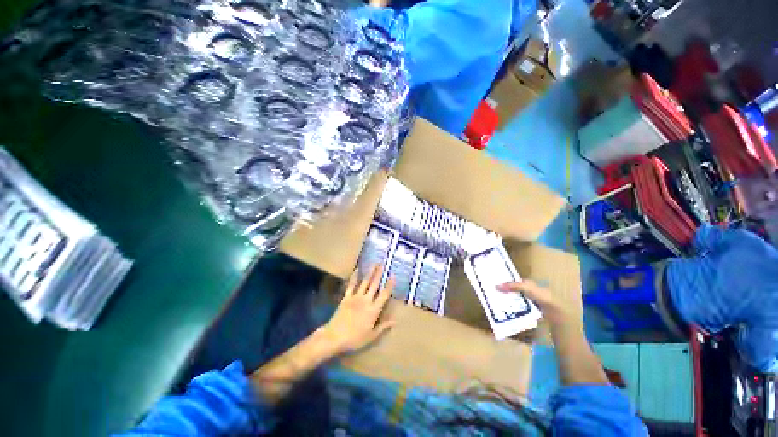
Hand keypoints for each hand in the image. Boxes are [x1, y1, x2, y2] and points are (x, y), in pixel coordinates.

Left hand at [320, 265, 394, 354]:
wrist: (335, 336)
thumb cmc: (355, 339)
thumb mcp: (371, 336)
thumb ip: (383, 327)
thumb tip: (394, 321)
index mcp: (374, 310)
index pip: (384, 295)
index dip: (389, 285)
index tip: (392, 275)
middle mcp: (366, 300)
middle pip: (374, 284)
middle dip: (379, 274)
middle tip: (382, 264)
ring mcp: (356, 297)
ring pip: (365, 282)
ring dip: (370, 272)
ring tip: (373, 264)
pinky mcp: (346, 297)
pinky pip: (351, 285)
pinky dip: (354, 277)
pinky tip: (356, 270)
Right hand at [498, 280, 566, 323]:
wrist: (556, 311)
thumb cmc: (542, 295)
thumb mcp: (526, 287)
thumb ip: (512, 286)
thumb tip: (496, 286)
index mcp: (526, 283)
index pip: (512, 281)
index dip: (503, 282)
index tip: (492, 284)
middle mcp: (527, 291)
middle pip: (512, 291)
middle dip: (503, 293)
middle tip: (491, 294)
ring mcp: (528, 301)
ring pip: (514, 300)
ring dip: (507, 302)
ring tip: (495, 304)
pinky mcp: (530, 310)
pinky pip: (518, 308)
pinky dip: (512, 309)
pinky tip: (506, 311)